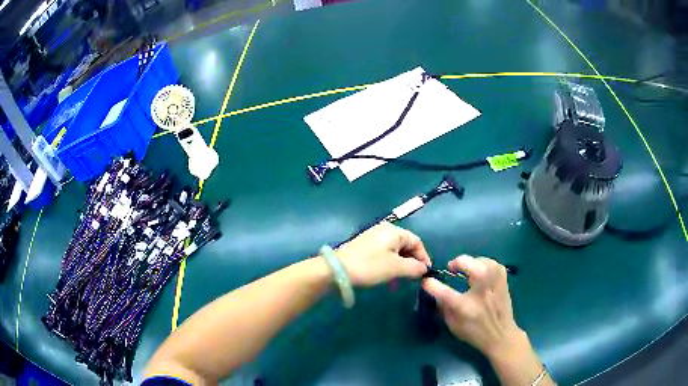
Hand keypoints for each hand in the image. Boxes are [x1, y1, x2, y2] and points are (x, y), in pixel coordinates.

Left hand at [335, 222, 430, 286]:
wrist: (337, 270)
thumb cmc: (370, 266)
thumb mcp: (396, 268)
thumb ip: (414, 267)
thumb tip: (424, 269)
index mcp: (394, 231)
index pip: (417, 241)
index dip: (424, 257)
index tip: (426, 273)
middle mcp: (384, 230)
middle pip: (406, 245)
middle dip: (412, 261)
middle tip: (414, 277)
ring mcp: (373, 237)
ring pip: (395, 250)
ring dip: (401, 264)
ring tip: (400, 279)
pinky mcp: (364, 246)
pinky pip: (384, 253)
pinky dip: (390, 264)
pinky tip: (388, 276)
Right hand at [422, 255, 525, 359]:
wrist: (500, 335)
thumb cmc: (474, 333)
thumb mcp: (453, 325)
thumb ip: (443, 308)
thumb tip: (436, 292)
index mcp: (465, 308)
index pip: (444, 292)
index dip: (431, 284)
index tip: (426, 281)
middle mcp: (480, 293)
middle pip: (471, 266)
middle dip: (458, 262)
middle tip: (452, 267)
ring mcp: (494, 286)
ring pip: (484, 262)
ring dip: (472, 261)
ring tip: (467, 268)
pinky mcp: (503, 282)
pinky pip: (494, 264)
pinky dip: (485, 263)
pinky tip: (481, 268)